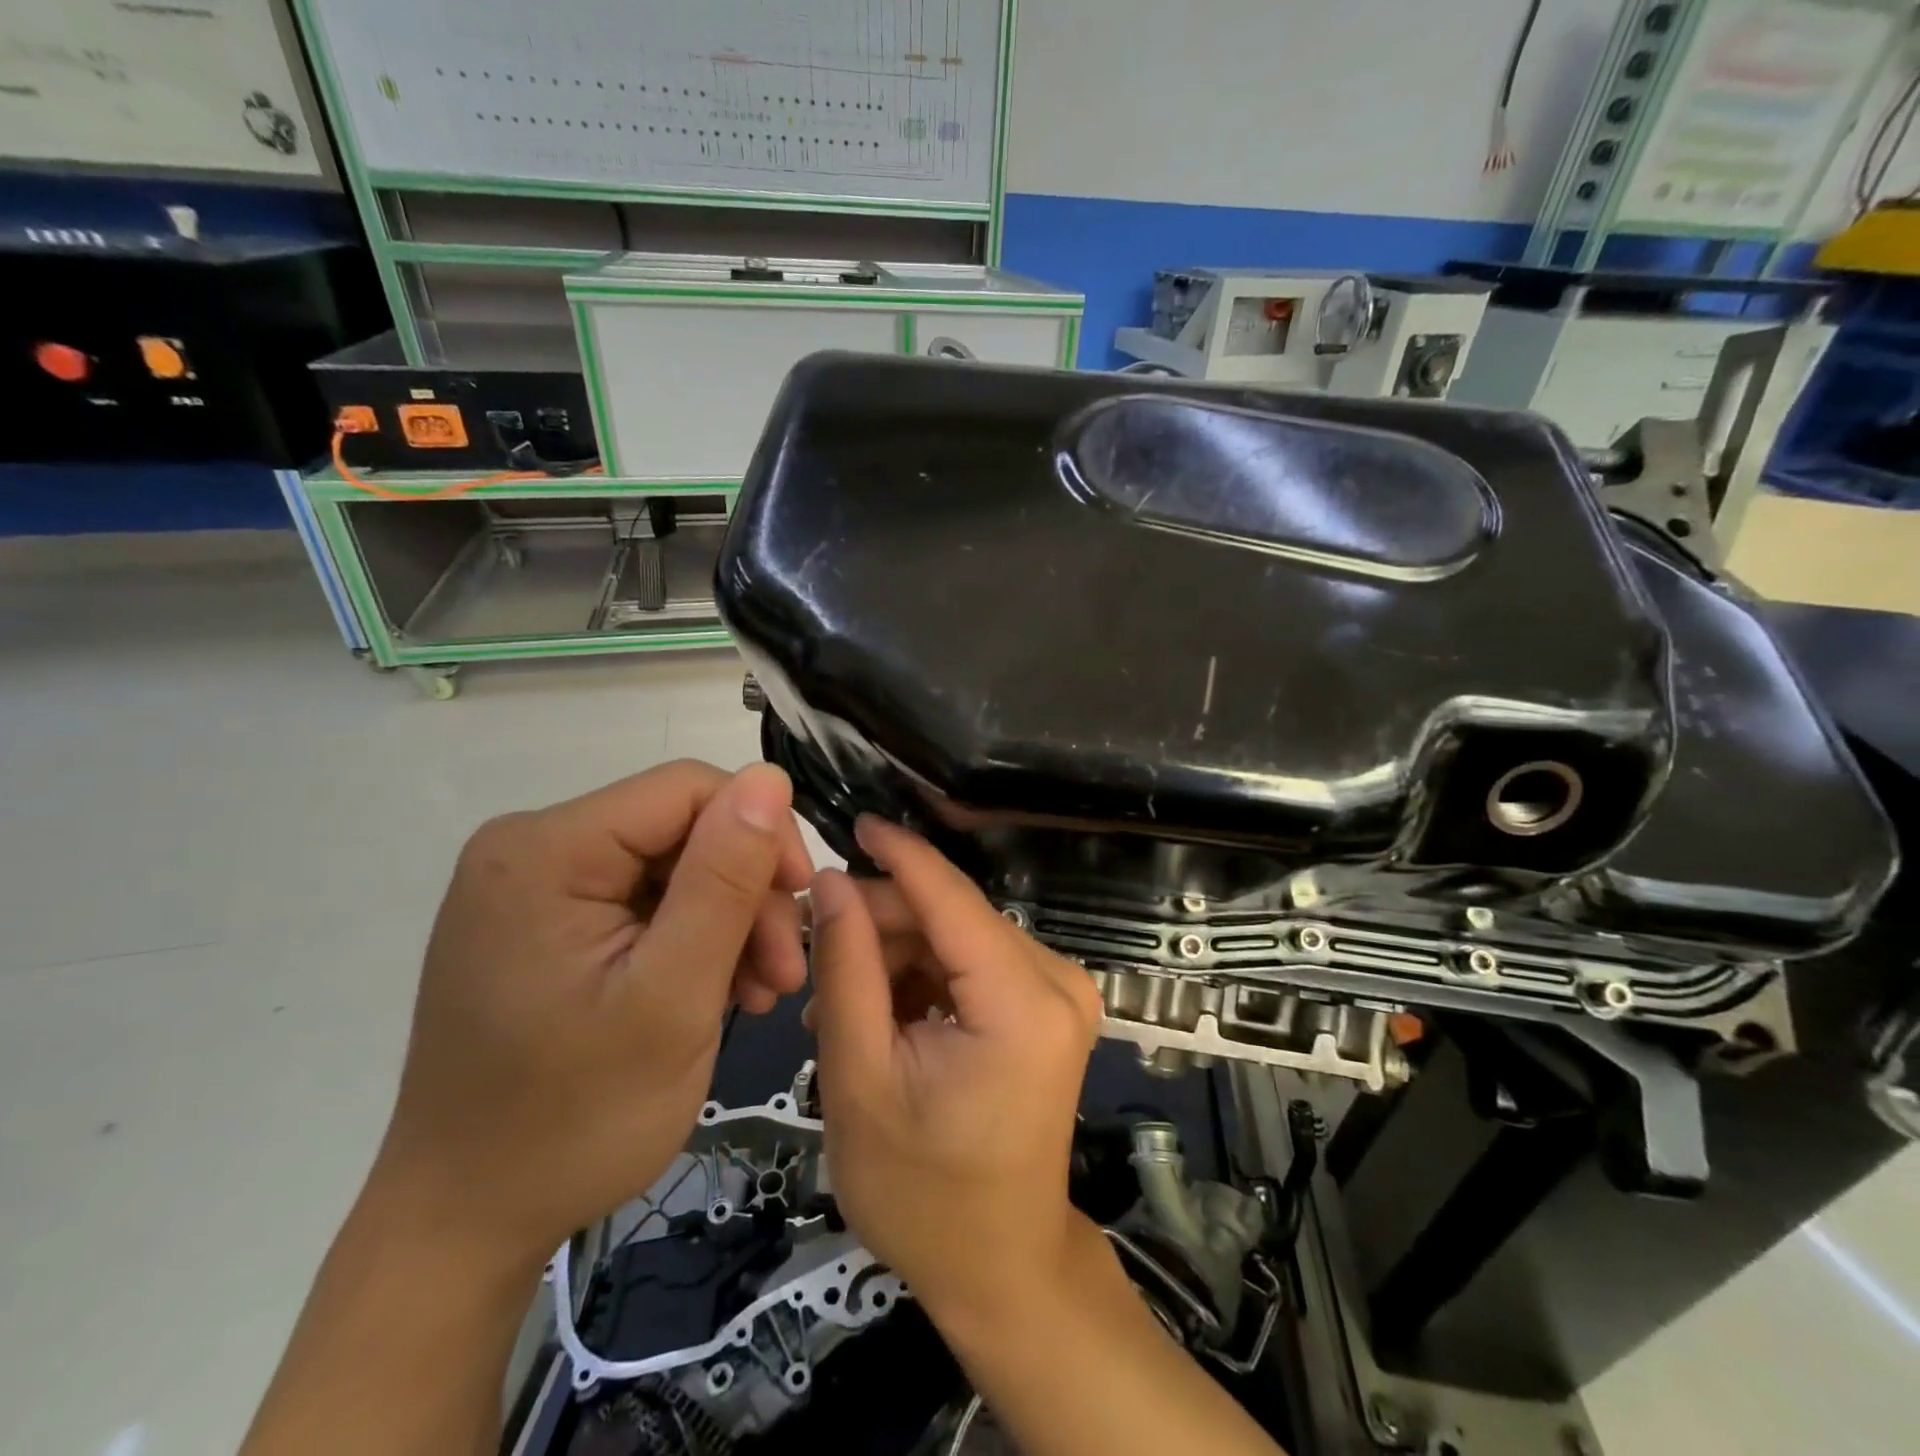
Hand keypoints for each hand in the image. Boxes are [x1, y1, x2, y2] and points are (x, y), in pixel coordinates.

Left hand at [366, 760, 813, 1271]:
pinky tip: (720, 990)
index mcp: (546, 849)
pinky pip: (644, 900)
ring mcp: (534, 885)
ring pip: (674, 865)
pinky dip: (693, 939)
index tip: (798, 909)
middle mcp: (531, 848)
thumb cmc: (573, 1119)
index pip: (689, 789)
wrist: (465, 1225)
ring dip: (729, 921)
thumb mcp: (672, 996)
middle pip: (683, 828)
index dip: (761, 834)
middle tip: (783, 975)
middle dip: (746, 894)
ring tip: (760, 992)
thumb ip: (724, 879)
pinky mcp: (545, 921)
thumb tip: (770, 777)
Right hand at [807, 816, 1103, 1328]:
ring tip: (834, 1001)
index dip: (898, 855)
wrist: (1000, 1265)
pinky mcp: (1049, 1005)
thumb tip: (832, 882)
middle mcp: (1058, 981)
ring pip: (958, 936)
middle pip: (951, 917)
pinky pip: (973, 963)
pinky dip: (923, 977)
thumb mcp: (861, 1079)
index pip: (951, 899)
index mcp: (1022, 1004)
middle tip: (812, 952)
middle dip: (880, 924)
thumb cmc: (922, 1193)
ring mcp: (1061, 992)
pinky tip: (877, 1010)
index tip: (849, 824)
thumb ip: (847, 970)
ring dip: (895, 955)